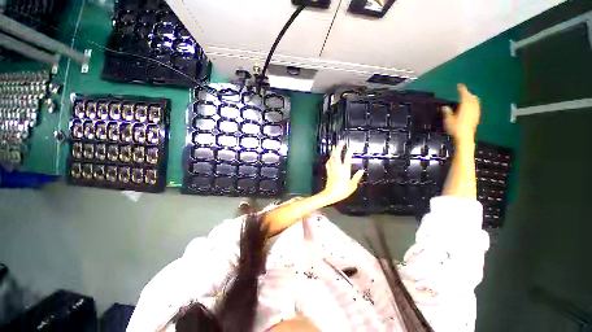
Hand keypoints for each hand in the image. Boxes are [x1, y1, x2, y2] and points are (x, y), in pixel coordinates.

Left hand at [321, 142, 364, 203]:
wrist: (330, 195)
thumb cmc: (342, 191)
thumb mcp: (352, 186)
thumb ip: (356, 178)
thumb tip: (361, 171)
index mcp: (344, 171)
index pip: (347, 158)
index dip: (349, 151)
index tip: (352, 146)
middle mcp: (337, 168)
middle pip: (337, 155)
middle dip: (338, 148)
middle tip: (341, 142)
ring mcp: (332, 169)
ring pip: (331, 158)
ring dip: (333, 151)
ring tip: (335, 147)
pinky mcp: (328, 172)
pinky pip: (328, 163)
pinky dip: (330, 159)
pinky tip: (330, 158)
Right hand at [442, 84, 480, 142]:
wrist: (465, 136)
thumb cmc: (455, 128)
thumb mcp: (448, 120)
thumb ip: (447, 112)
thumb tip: (444, 107)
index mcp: (465, 106)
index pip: (464, 95)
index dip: (462, 90)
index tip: (459, 85)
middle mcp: (472, 107)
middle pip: (471, 97)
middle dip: (468, 93)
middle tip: (463, 91)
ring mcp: (475, 112)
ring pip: (475, 102)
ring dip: (472, 98)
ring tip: (469, 96)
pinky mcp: (476, 116)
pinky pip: (476, 106)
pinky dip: (474, 103)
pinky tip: (472, 105)